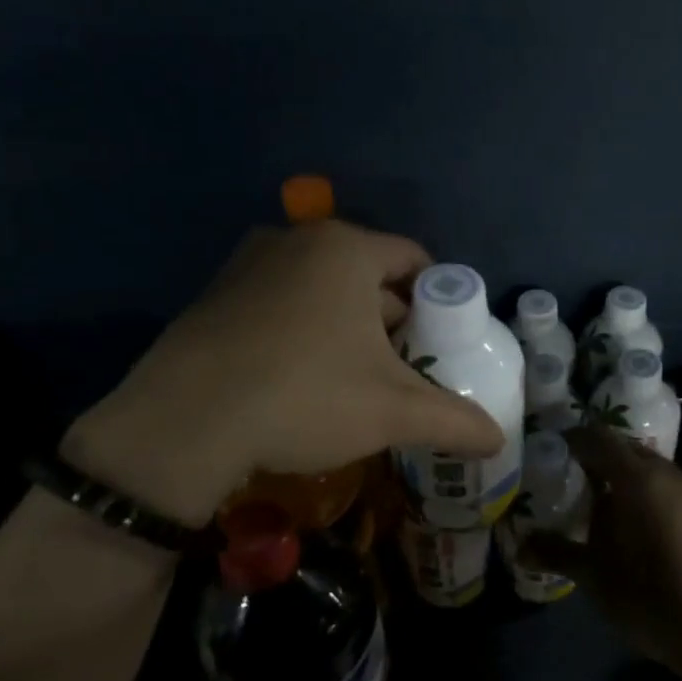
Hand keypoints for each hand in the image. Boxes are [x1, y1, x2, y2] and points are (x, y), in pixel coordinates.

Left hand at [62, 221, 504, 525]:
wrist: (183, 424)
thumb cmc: (304, 397)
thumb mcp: (392, 412)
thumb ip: (453, 420)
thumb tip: (498, 439)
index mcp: (347, 250)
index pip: (415, 260)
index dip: (439, 302)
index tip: (443, 344)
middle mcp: (297, 241)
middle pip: (369, 275)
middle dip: (393, 320)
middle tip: (406, 370)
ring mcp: (249, 263)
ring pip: (322, 290)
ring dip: (347, 327)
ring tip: (356, 380)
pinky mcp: (216, 294)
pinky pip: (281, 303)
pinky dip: (302, 330)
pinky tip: (300, 380)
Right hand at [528, 428, 681, 672]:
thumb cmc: (649, 595)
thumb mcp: (594, 575)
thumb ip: (557, 552)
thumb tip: (520, 546)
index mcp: (637, 477)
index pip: (597, 438)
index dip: (571, 439)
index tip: (547, 449)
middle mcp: (665, 472)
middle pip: (623, 446)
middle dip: (594, 453)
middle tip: (564, 472)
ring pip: (645, 464)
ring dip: (618, 471)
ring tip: (591, 495)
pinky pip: (660, 482)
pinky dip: (638, 486)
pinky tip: (624, 517)